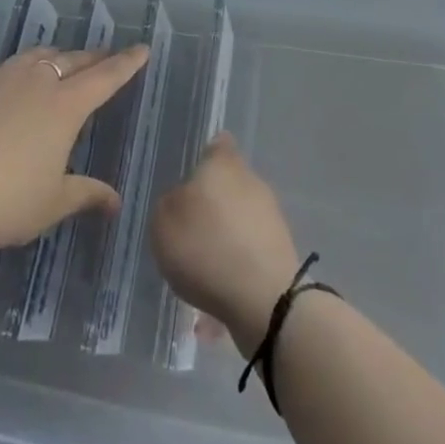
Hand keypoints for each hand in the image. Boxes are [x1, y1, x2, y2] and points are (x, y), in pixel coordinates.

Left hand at [0, 44, 148, 261]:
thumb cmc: (3, 202)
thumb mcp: (51, 204)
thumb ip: (85, 194)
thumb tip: (115, 201)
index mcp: (65, 105)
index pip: (106, 76)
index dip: (127, 63)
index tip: (142, 48)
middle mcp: (36, 80)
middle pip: (73, 60)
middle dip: (93, 58)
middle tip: (104, 58)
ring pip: (35, 56)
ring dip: (54, 58)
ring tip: (59, 64)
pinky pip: (0, 69)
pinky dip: (14, 72)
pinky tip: (5, 87)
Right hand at [151, 134, 302, 356]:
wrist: (264, 299)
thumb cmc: (206, 247)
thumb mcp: (164, 222)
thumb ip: (169, 203)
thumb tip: (181, 201)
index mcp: (223, 163)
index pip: (217, 144)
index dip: (205, 156)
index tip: (191, 178)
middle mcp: (250, 180)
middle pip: (228, 184)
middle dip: (211, 204)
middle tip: (188, 231)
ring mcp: (270, 216)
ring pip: (239, 219)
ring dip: (223, 238)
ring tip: (201, 269)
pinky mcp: (280, 251)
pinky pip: (248, 252)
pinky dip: (235, 266)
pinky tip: (218, 295)